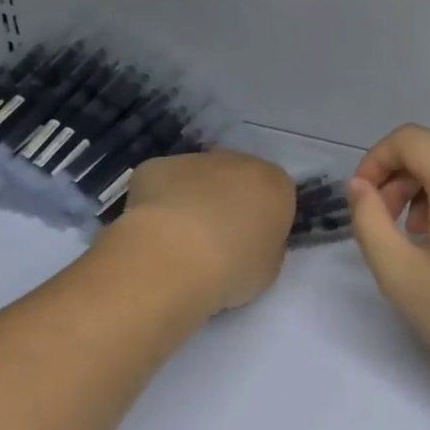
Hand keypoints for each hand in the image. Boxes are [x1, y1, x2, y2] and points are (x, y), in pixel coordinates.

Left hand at [114, 151, 295, 310]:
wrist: (173, 257)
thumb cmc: (232, 267)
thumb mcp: (268, 270)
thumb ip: (266, 249)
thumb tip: (252, 242)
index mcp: (275, 184)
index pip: (277, 196)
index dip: (263, 221)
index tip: (251, 246)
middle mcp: (238, 162)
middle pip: (238, 179)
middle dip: (229, 204)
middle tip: (215, 243)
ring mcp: (194, 159)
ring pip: (198, 178)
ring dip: (194, 200)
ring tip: (179, 241)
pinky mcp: (156, 165)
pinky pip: (163, 183)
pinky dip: (159, 201)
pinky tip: (153, 232)